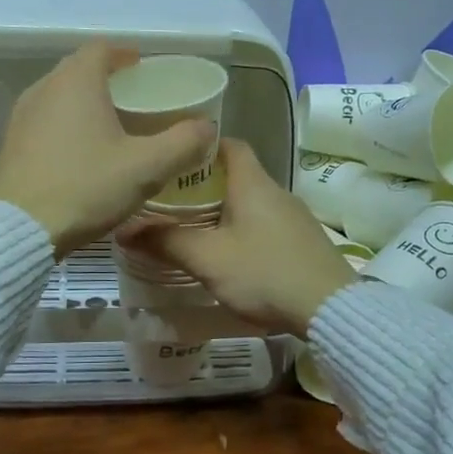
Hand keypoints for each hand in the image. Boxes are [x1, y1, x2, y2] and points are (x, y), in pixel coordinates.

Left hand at [0, 43, 216, 258]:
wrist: (17, 230)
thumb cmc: (85, 187)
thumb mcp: (146, 168)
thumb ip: (182, 143)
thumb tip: (207, 127)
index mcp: (76, 82)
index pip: (102, 49)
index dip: (125, 55)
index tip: (143, 68)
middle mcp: (43, 89)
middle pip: (78, 70)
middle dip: (107, 79)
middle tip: (134, 99)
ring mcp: (20, 117)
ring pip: (59, 97)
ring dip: (84, 104)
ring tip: (110, 126)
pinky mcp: (9, 145)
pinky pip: (44, 122)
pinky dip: (65, 126)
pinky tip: (80, 154)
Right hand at [135, 140, 356, 336]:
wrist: (329, 309)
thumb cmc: (264, 273)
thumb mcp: (208, 259)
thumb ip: (166, 242)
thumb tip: (124, 230)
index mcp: (253, 183)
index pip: (228, 144)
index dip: (200, 146)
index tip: (172, 159)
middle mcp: (276, 191)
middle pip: (237, 174)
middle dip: (203, 184)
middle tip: (168, 199)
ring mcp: (294, 217)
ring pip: (250, 202)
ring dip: (222, 210)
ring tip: (190, 227)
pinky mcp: (302, 241)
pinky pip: (265, 224)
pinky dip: (242, 229)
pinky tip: (228, 253)